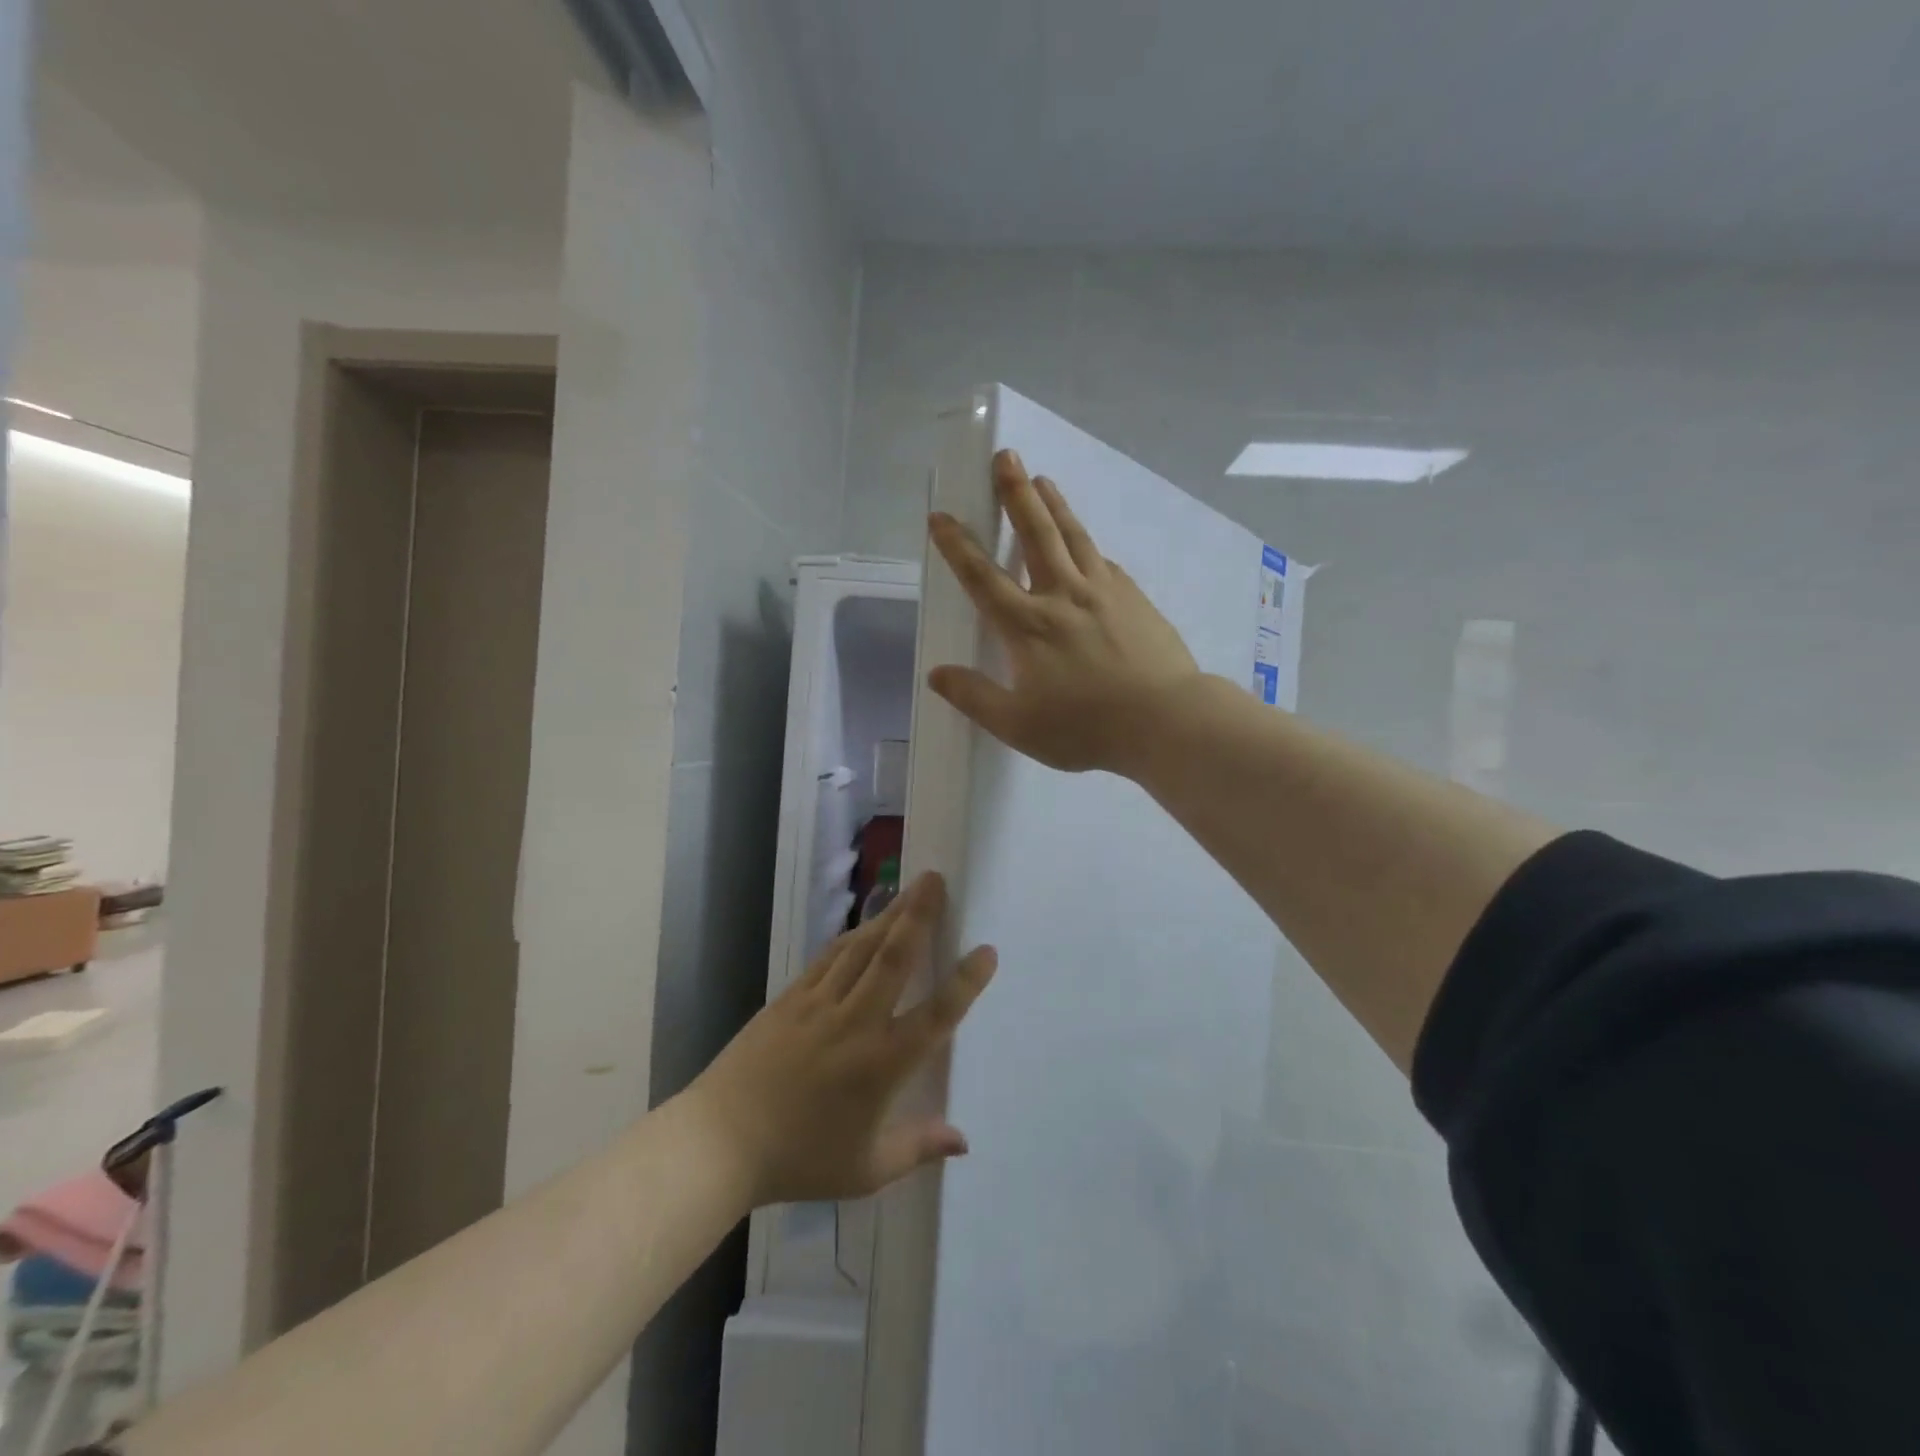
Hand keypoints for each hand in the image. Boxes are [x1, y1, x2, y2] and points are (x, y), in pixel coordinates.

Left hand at [688, 872, 995, 1206]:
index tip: (987, 949)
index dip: (965, 981)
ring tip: (911, 889)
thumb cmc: (799, 1160)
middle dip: (919, 915)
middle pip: (895, 957)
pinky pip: (829, 957)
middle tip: (936, 879)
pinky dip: (852, 936)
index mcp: (883, 1063)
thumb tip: (964, 1140)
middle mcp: (856, 1022)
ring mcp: (820, 1004)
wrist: (719, 1142)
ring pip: (862, 948)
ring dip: (890, 915)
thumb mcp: (866, 1169)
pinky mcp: (791, 998)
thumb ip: (918, 1148)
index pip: (936, 1014)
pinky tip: (864, 925)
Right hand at [928, 449, 1200, 775]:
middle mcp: (1063, 596)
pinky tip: (1086, 543)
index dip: (957, 546)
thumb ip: (975, 697)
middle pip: (1035, 534)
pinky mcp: (1134, 598)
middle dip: (1016, 493)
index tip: (941, 516)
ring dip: (1054, 504)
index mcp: (1028, 626)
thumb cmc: (1086, 728)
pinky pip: (1104, 561)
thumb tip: (937, 673)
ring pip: (1073, 536)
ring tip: (1042, 479)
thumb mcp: (1018, 725)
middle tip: (1006, 456)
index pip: (982, 577)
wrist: (1165, 721)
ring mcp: (1104, 592)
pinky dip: (1088, 544)